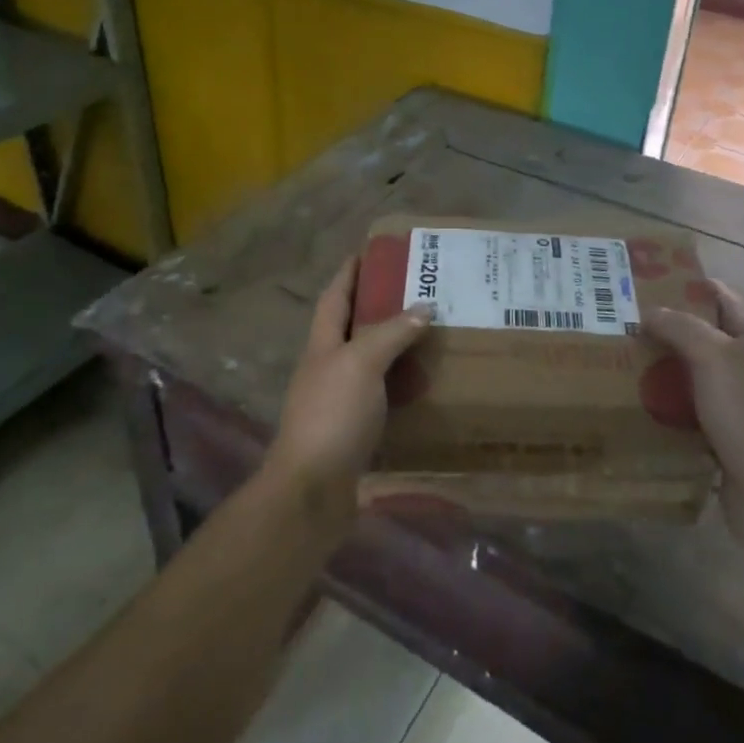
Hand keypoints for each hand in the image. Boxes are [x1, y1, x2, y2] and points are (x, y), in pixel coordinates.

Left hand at [263, 257, 430, 531]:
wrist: (312, 490)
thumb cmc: (332, 416)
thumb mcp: (361, 363)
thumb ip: (391, 333)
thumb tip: (424, 307)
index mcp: (323, 344)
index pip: (336, 296)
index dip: (351, 272)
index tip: (373, 252)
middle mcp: (328, 367)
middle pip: (353, 327)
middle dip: (380, 306)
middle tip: (419, 291)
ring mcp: (340, 400)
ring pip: (371, 362)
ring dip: (396, 346)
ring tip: (431, 332)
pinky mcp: (355, 429)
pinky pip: (383, 395)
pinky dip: (403, 385)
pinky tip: (426, 384)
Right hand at [643, 281, 743, 553]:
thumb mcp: (716, 359)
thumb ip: (683, 329)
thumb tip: (650, 313)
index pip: (730, 305)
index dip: (702, 288)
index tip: (662, 278)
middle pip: (711, 344)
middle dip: (674, 333)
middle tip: (629, 325)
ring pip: (698, 385)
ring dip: (667, 375)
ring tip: (624, 366)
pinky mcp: (730, 449)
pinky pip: (693, 422)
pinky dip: (669, 415)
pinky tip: (640, 412)